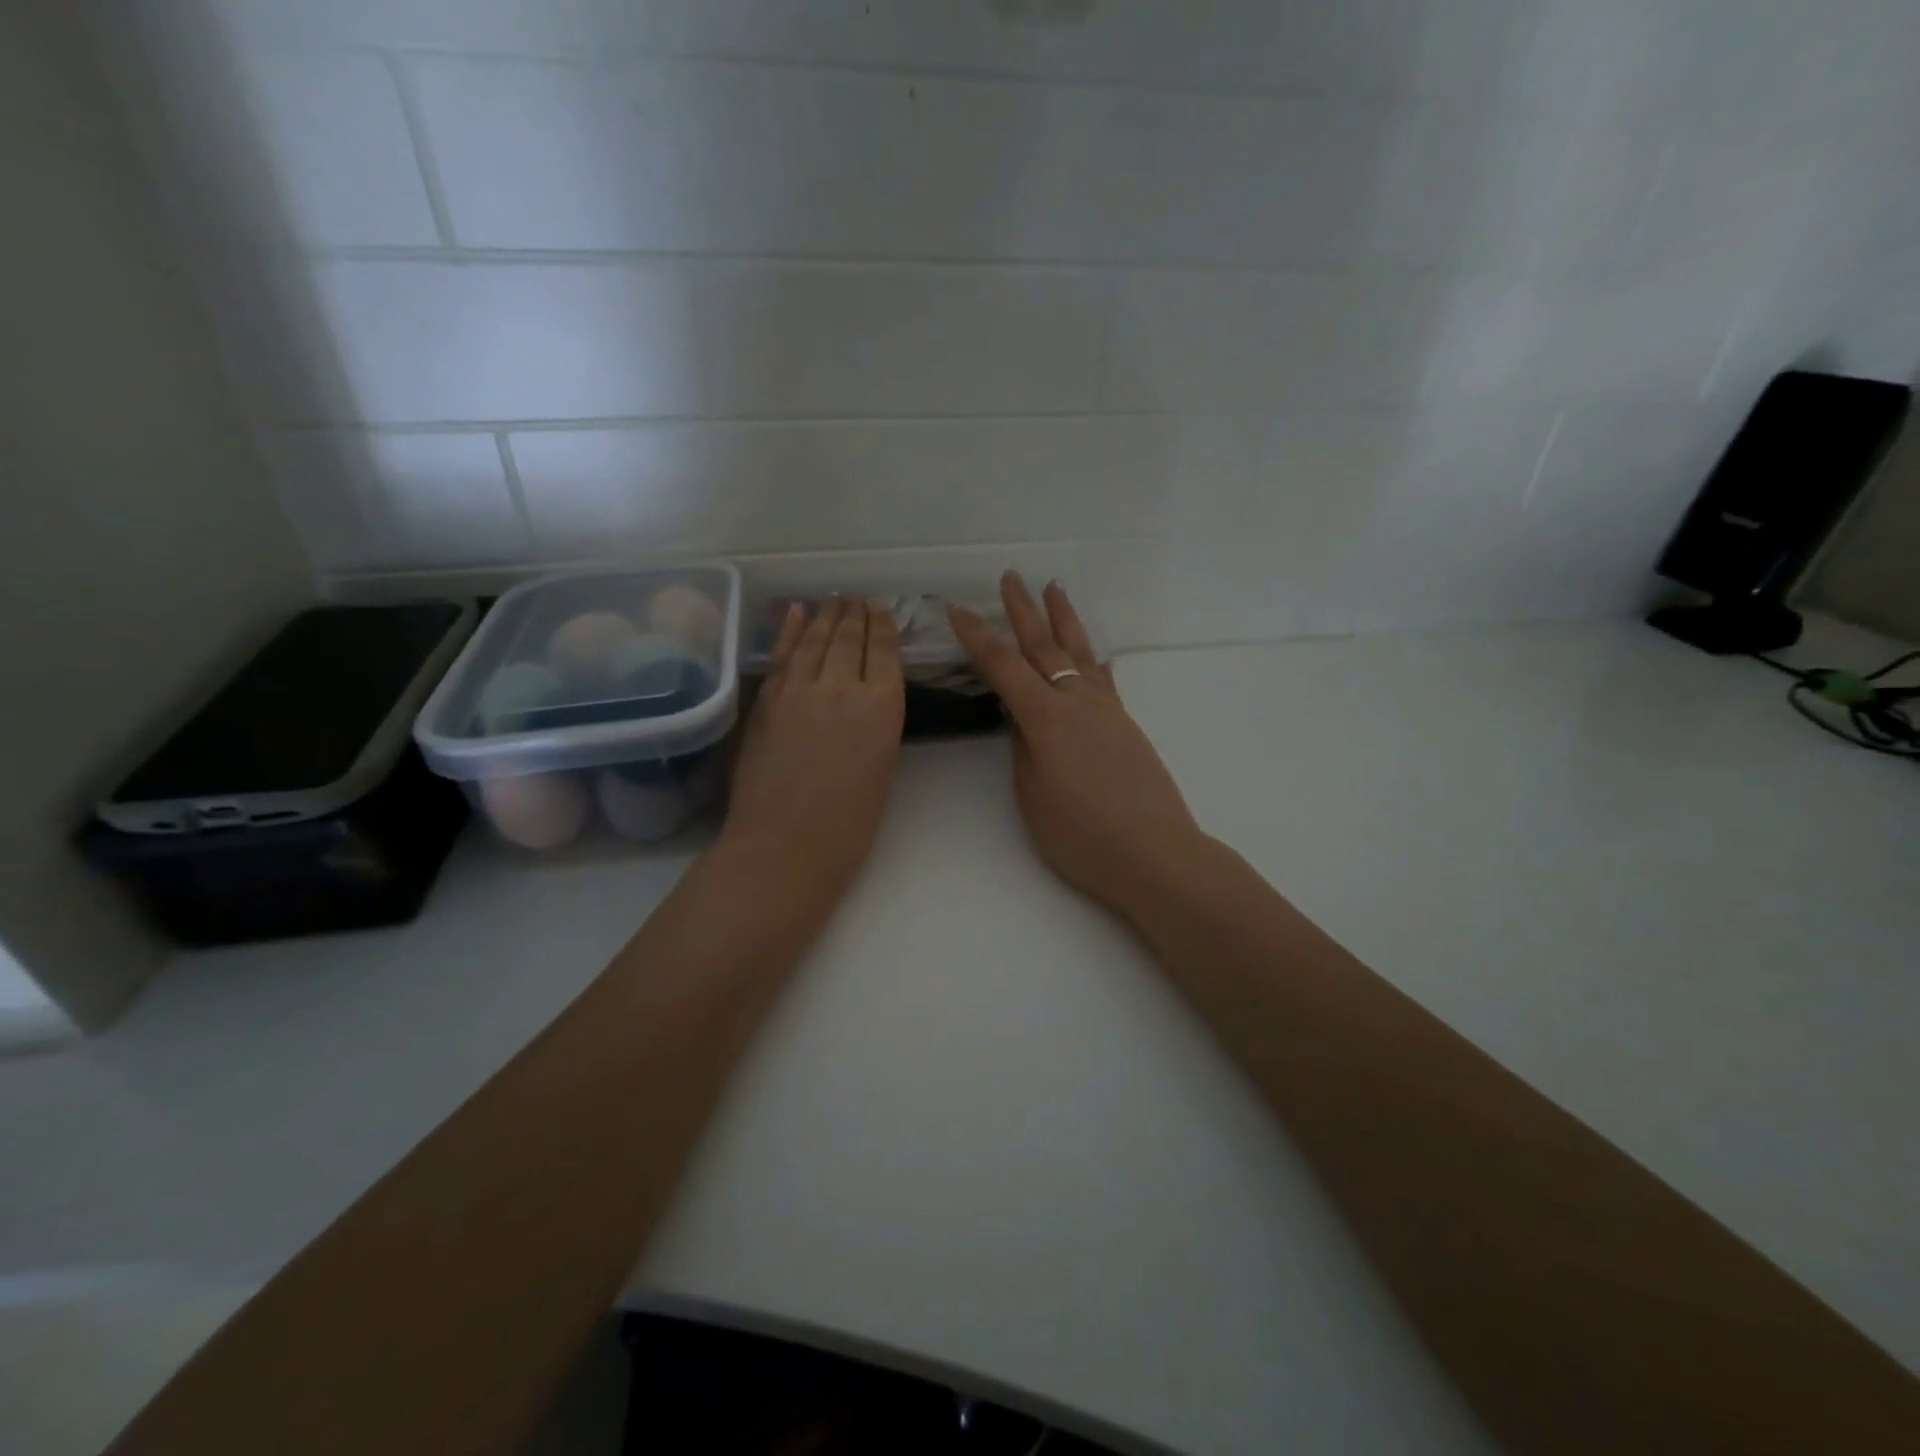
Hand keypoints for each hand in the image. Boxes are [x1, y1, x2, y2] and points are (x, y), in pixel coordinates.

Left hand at [721, 598, 904, 899]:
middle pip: (848, 637)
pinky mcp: (767, 700)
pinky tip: (795, 613)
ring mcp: (799, 689)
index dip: (881, 626)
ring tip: (834, 600)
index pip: (883, 651)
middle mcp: (842, 686)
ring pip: (814, 639)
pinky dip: (790, 631)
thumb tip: (866, 699)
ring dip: (825, 616)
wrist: (785, 844)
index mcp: (882, 705)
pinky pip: (782, 655)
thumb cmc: (849, 823)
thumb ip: (875, 723)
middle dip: (854, 615)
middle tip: (857, 599)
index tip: (880, 610)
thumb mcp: (882, 766)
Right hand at [948, 574, 1210, 918]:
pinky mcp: (1126, 725)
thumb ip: (1023, 750)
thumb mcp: (1033, 797)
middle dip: (1023, 611)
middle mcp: (1078, 703)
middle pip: (1044, 647)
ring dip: (1064, 619)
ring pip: (1080, 653)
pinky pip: (1104, 679)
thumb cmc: (1082, 835)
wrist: (1154, 853)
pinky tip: (1093, 653)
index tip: (957, 609)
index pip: (1003, 667)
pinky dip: (1092, 659)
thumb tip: (1021, 719)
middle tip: (1010, 578)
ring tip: (1055, 589)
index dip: (977, 637)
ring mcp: (1107, 711)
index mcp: (1047, 719)